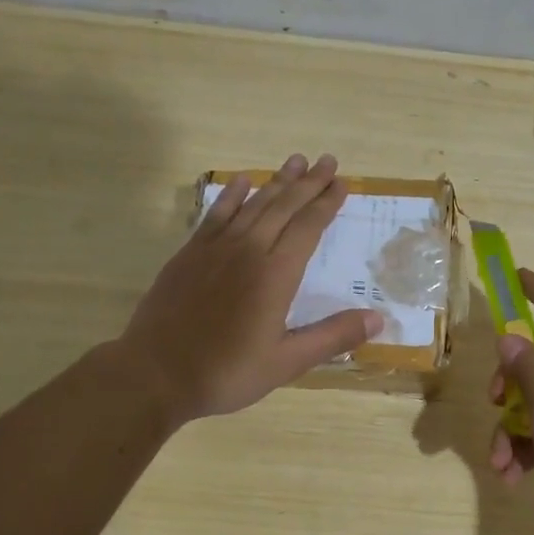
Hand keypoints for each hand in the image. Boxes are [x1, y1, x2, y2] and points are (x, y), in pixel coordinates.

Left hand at [119, 153, 381, 422]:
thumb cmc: (226, 372)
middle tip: (327, 160)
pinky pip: (216, 213)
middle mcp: (248, 250)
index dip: (327, 203)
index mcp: (275, 274)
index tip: (342, 183)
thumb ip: (332, 337)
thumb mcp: (286, 362)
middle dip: (308, 182)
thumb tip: (378, 318)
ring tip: (295, 161)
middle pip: (284, 206)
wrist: (155, 374)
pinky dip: (232, 195)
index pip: (308, 227)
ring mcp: (215, 248)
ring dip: (277, 181)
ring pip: (252, 203)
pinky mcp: (190, 253)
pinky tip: (241, 181)